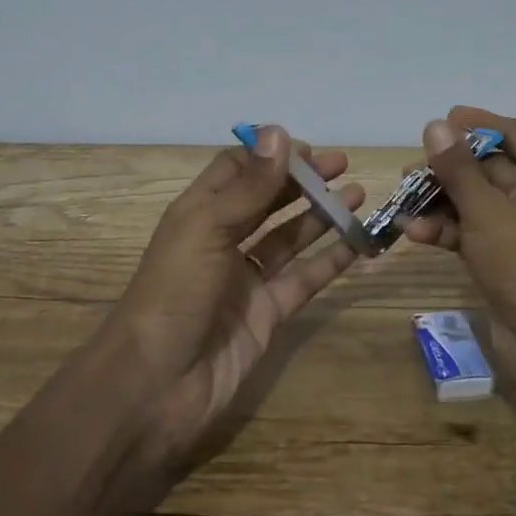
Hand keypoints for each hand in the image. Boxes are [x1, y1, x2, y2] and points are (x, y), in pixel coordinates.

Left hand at [103, 125, 363, 469]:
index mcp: (199, 214)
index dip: (270, 156)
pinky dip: (330, 261)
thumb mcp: (208, 228)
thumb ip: (250, 185)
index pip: (236, 170)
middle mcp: (222, 241)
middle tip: (341, 166)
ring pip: (289, 238)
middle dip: (301, 182)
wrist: (156, 385)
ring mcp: (246, 279)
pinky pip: (304, 279)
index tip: (308, 149)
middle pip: (267, 201)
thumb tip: (279, 131)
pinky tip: (358, 244)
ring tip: (357, 196)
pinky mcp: (267, 314)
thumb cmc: (174, 292)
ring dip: (320, 216)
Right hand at [401, 106, 515, 348]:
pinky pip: (475, 232)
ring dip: (440, 203)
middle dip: (447, 169)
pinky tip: (414, 235)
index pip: (511, 132)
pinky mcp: (510, 259)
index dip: (475, 124)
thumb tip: (436, 125)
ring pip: (476, 201)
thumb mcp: (486, 208)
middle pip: (488, 166)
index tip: (440, 120)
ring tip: (402, 204)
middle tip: (409, 172)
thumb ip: (457, 167)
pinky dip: (448, 230)